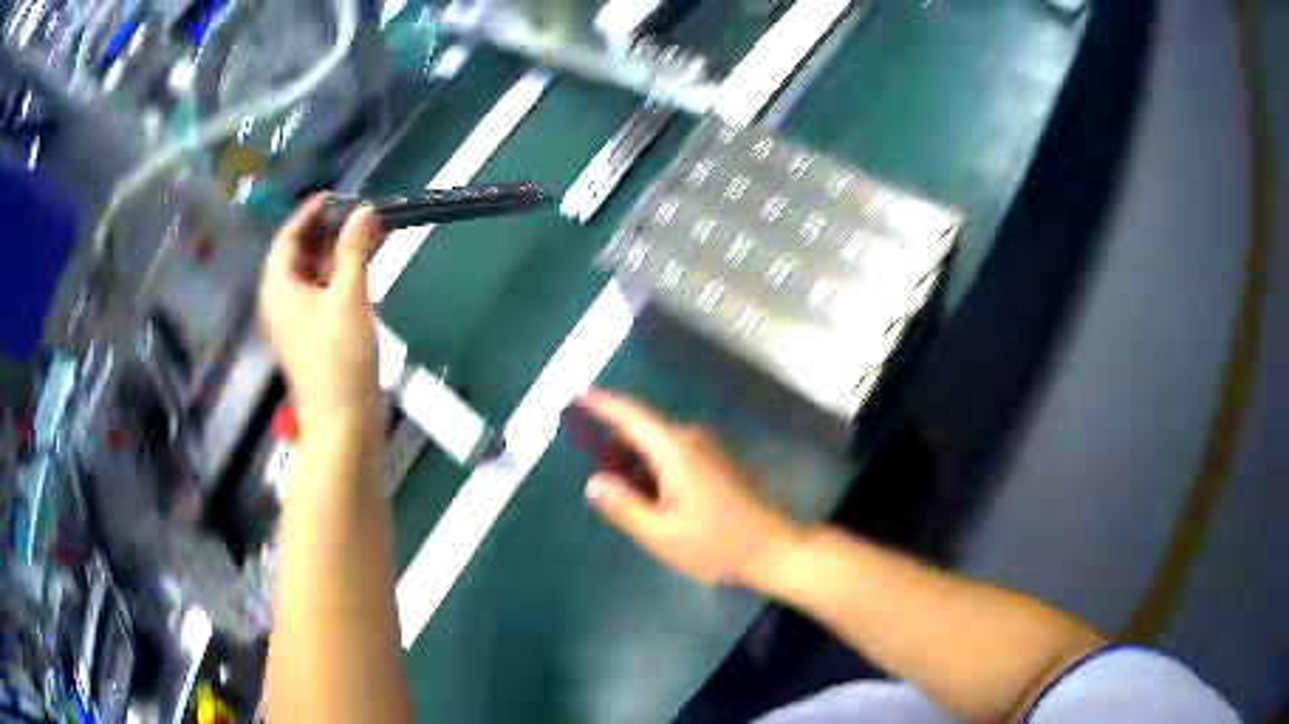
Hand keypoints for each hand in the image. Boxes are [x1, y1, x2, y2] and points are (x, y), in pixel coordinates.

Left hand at [259, 196, 382, 433]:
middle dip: (326, 232)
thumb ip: (355, 249)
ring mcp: (298, 322)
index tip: (335, 196)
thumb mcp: (349, 295)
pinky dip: (340, 278)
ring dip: (336, 254)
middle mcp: (282, 302)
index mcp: (279, 288)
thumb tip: (365, 210)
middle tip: (357, 214)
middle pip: (299, 255)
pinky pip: (323, 295)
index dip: (309, 214)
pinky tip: (363, 270)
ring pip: (313, 275)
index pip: (287, 238)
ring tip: (366, 235)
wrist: (344, 422)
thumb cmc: (339, 357)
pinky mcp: (315, 337)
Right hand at [578, 389, 802, 587]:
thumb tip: (593, 482)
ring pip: (657, 446)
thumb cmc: (716, 544)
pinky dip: (653, 470)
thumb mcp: (661, 534)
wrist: (773, 549)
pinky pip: (673, 456)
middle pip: (642, 431)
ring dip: (634, 463)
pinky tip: (650, 501)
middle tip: (592, 472)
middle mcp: (691, 440)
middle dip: (613, 445)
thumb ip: (623, 507)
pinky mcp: (716, 464)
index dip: (602, 404)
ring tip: (621, 497)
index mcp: (675, 450)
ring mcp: (708, 451)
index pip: (631, 415)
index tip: (576, 396)